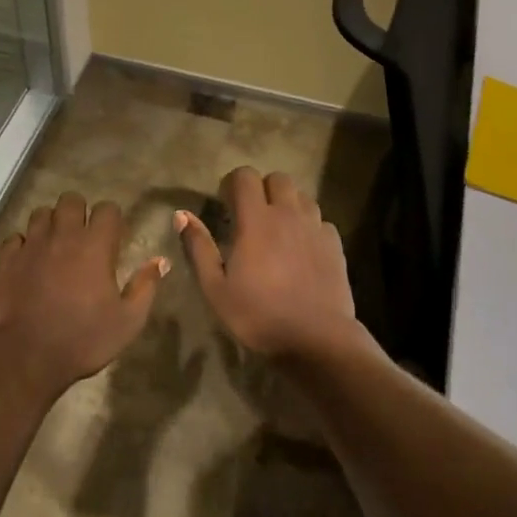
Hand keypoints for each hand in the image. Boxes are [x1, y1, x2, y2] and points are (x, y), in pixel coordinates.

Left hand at [0, 192, 165, 398]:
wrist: (27, 357)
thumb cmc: (83, 339)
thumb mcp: (128, 321)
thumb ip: (145, 287)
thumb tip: (161, 261)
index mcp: (95, 245)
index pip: (107, 209)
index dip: (112, 219)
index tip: (113, 237)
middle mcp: (63, 235)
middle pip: (71, 200)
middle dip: (79, 212)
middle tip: (83, 237)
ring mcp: (32, 245)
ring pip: (41, 213)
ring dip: (51, 224)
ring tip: (56, 246)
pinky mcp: (8, 259)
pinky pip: (15, 238)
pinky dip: (23, 245)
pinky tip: (29, 261)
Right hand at [177, 167, 367, 364]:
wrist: (317, 340)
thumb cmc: (259, 315)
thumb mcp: (216, 288)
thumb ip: (199, 247)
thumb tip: (181, 214)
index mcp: (257, 219)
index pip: (245, 176)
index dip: (233, 183)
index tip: (226, 204)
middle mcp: (288, 214)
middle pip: (278, 178)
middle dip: (263, 188)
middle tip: (252, 215)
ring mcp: (315, 227)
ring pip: (302, 196)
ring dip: (288, 205)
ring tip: (278, 230)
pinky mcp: (335, 245)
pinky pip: (320, 222)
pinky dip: (309, 227)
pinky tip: (302, 250)